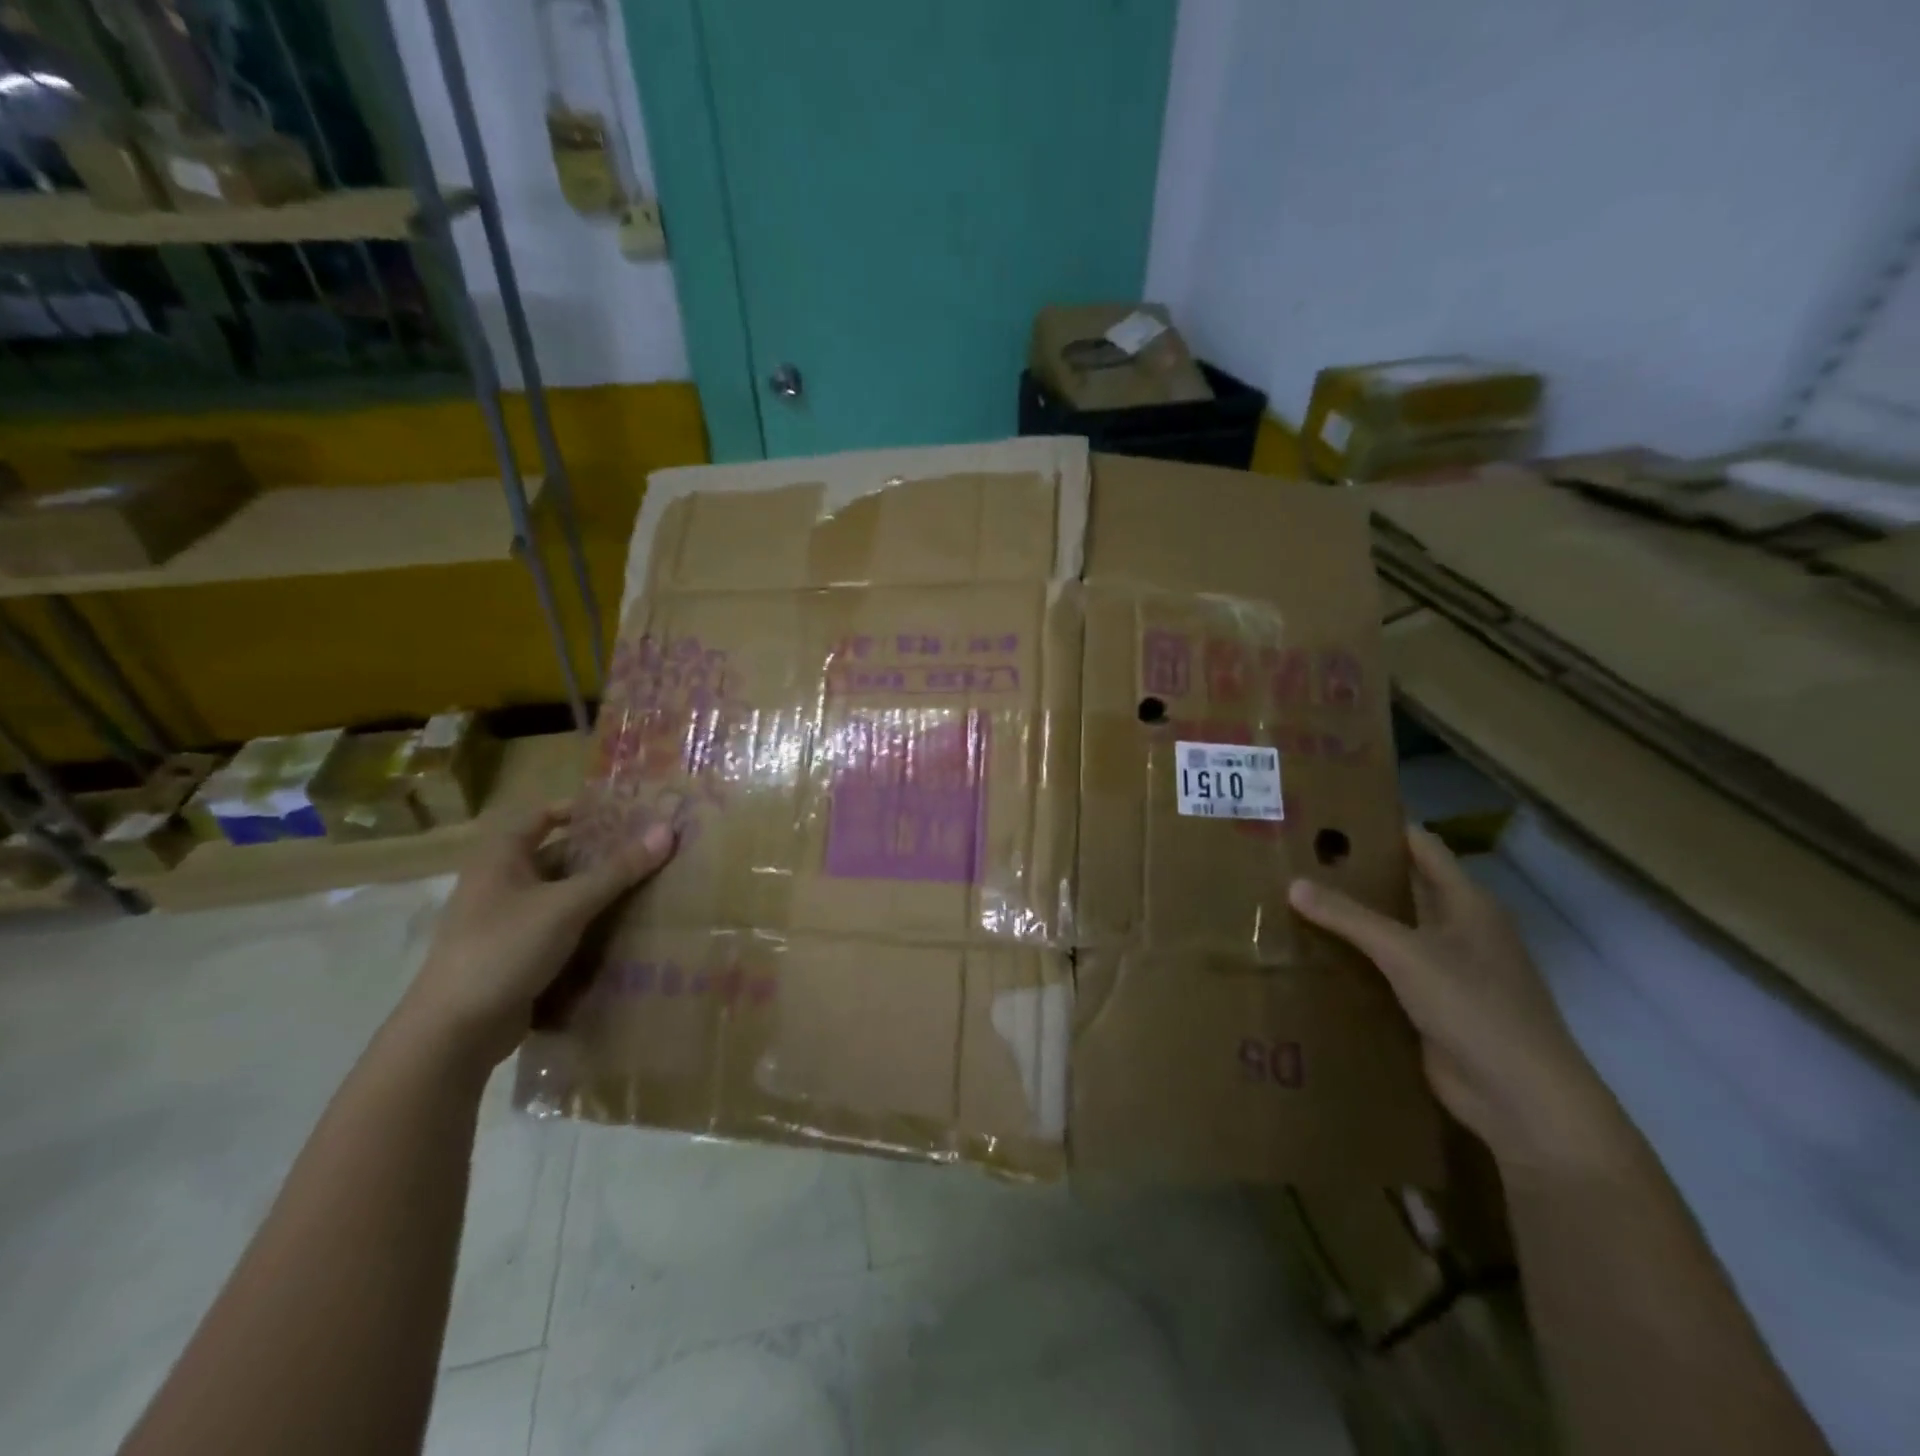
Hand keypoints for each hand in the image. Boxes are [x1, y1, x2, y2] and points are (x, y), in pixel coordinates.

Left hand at [396, 804, 675, 1067]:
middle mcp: (500, 885)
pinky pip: (559, 931)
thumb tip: (667, 831)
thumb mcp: (567, 905)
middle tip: (649, 851)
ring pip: (561, 897)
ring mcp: (506, 923)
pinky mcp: (516, 957)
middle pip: (557, 857)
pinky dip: (588, 927)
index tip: (624, 814)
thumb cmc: (504, 949)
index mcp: (500, 859)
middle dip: (600, 855)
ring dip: (598, 893)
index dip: (579, 811)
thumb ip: (617, 870)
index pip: (541, 817)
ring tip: (648, 887)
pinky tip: (624, 931)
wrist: (454, 1033)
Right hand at [1289, 825, 1628, 1176]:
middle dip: (1355, 875)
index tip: (1328, 816)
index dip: (1381, 828)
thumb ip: (1349, 916)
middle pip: (1402, 887)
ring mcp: (1447, 969)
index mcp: (1467, 903)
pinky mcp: (1431, 1005)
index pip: (1421, 846)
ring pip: (1391, 931)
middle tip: (1296, 859)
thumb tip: (1293, 883)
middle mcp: (1459, 929)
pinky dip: (1355, 960)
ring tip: (1292, 901)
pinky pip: (1386, 971)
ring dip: (1351, 920)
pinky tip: (1313, 954)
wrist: (1522, 1099)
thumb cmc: (1475, 1007)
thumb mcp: (1406, 953)